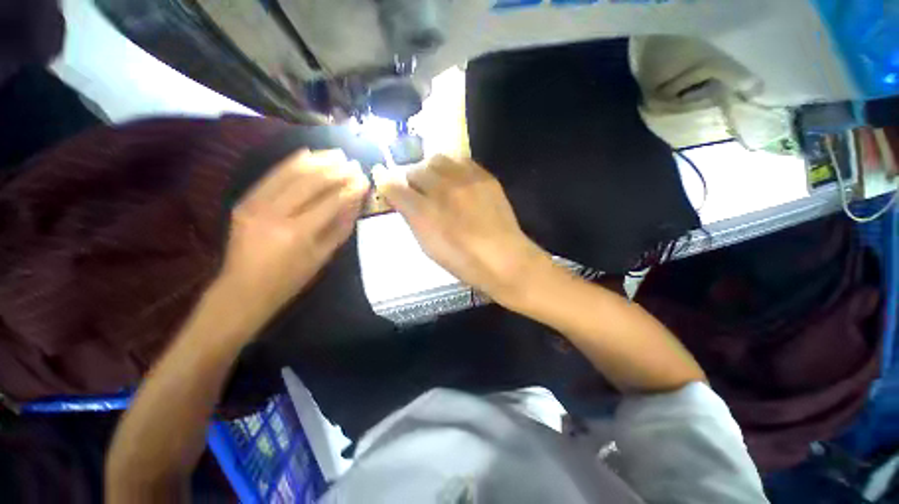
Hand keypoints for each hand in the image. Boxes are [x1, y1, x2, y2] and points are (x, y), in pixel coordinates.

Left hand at [215, 149, 369, 329]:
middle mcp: (274, 214)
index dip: (350, 189)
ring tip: (335, 154)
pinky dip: (291, 163)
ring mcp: (255, 205)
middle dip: (335, 170)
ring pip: (290, 174)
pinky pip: (271, 176)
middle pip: (310, 183)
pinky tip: (307, 154)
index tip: (364, 179)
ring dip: (316, 161)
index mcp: (297, 234)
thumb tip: (356, 202)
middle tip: (353, 163)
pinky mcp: (245, 201)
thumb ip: (340, 227)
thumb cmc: (291, 279)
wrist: (244, 289)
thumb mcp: (323, 257)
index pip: (330, 202)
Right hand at [373, 155, 548, 302]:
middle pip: (416, 170)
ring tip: (438, 183)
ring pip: (437, 160)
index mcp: (425, 214)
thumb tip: (403, 201)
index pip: (396, 190)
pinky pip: (462, 161)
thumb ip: (414, 221)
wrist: (504, 259)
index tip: (391, 191)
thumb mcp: (430, 247)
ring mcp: (465, 182)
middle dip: (412, 179)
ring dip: (432, 170)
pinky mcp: (485, 178)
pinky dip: (454, 168)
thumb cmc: (463, 261)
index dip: (390, 189)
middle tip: (418, 191)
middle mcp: (442, 192)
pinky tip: (458, 181)